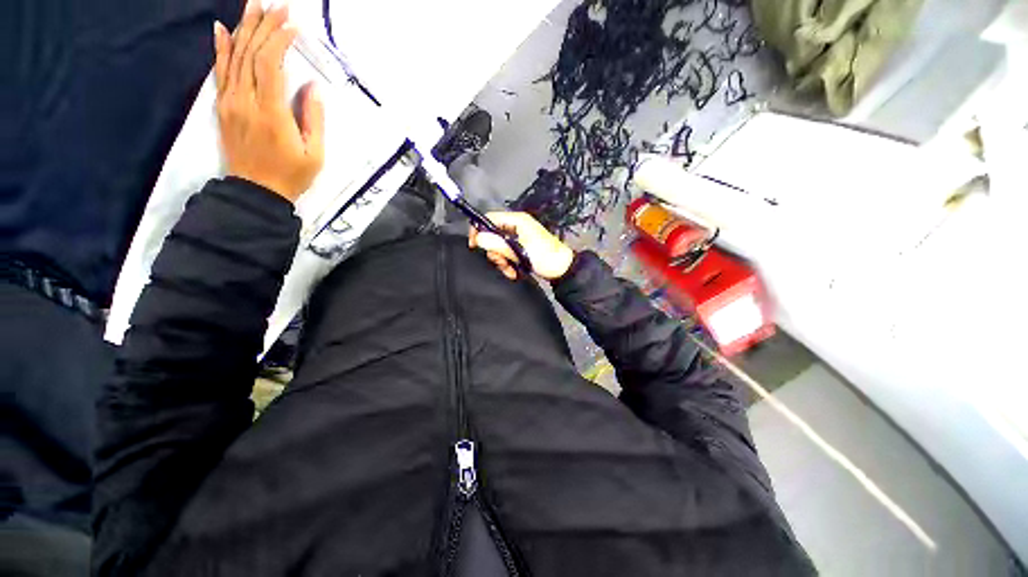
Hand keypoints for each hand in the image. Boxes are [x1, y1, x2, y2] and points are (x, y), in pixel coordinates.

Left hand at [213, 4, 324, 202]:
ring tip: (253, 6)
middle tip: (275, 5)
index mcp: (270, 111)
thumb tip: (313, 87)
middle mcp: (245, 100)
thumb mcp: (315, 154)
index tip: (292, 24)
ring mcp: (230, 102)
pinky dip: (220, 48)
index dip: (279, 39)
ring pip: (233, 57)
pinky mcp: (223, 106)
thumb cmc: (291, 175)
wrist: (256, 192)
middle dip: (264, 26)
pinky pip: (219, 72)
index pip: (270, 63)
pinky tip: (222, 29)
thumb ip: (313, 119)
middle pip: (250, 53)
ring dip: (244, 29)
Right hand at [468, 212, 574, 280]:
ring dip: (501, 261)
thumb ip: (498, 244)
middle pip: (492, 235)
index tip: (475, 247)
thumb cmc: (545, 257)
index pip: (490, 218)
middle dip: (494, 252)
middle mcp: (516, 227)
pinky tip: (514, 272)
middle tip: (502, 263)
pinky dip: (507, 264)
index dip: (479, 230)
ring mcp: (518, 239)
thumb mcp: (520, 251)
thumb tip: (478, 239)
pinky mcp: (520, 250)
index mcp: (517, 221)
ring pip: (498, 248)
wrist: (563, 270)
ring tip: (511, 270)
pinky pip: (506, 255)